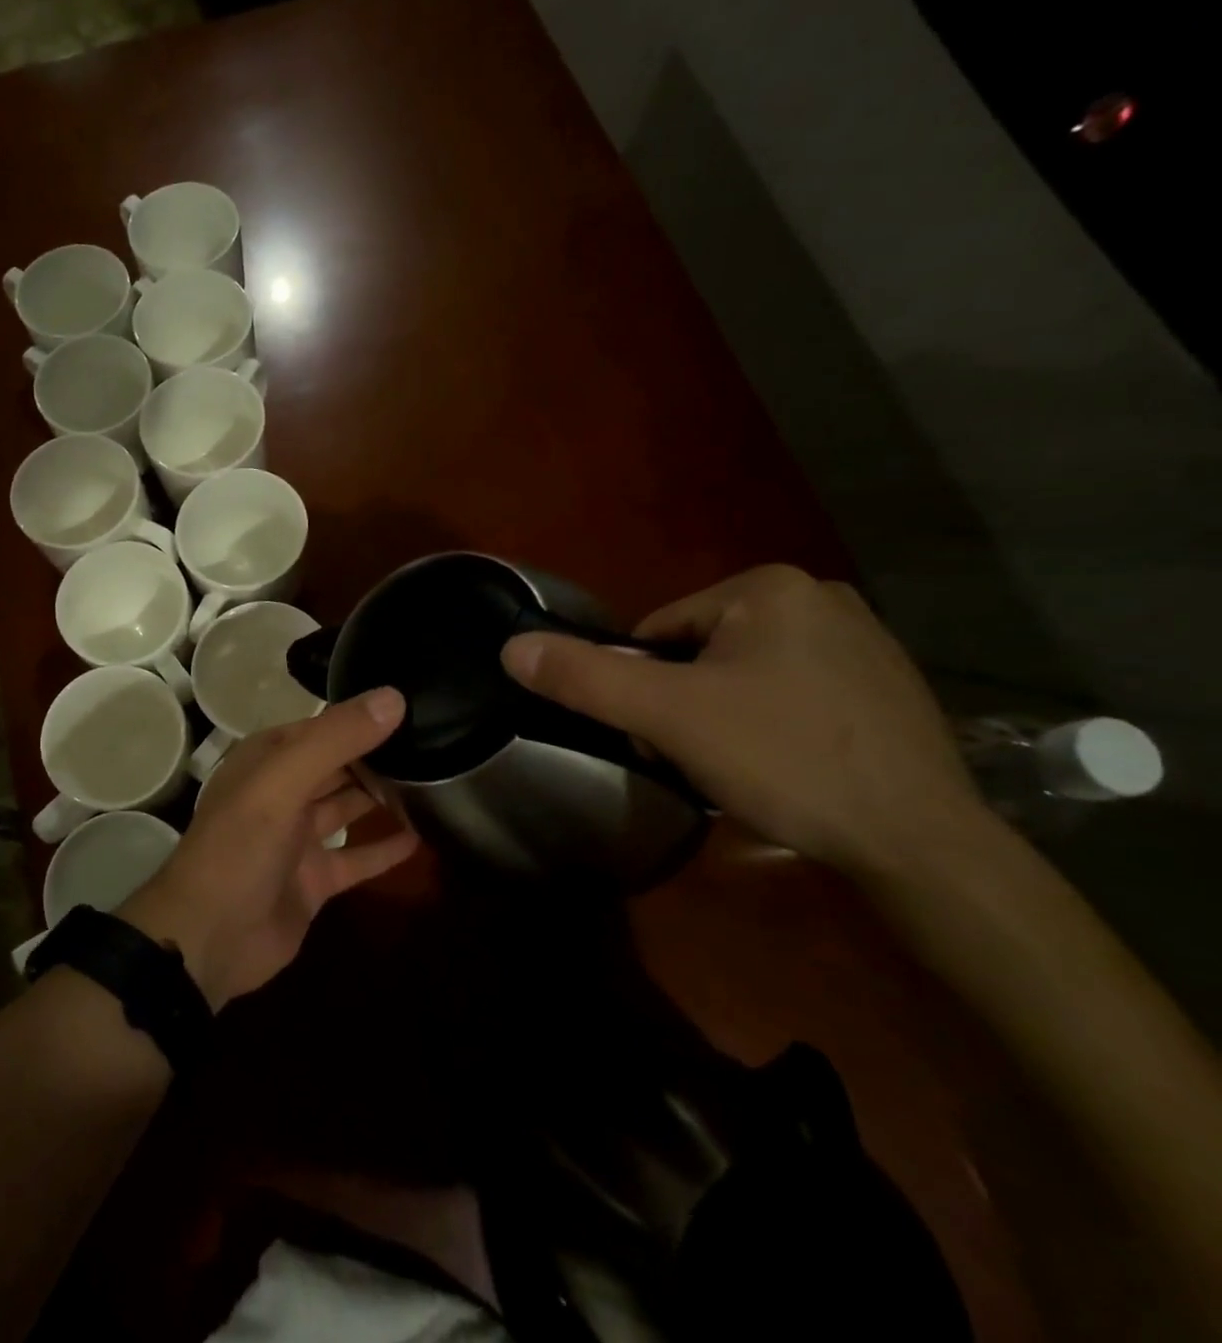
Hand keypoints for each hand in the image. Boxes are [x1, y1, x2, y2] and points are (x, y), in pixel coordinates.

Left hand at [116, 688, 420, 1010]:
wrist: (208, 939)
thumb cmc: (239, 847)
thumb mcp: (282, 782)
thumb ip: (335, 740)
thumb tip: (393, 698)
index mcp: (267, 760)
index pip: (323, 727)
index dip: (363, 718)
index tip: (415, 709)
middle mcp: (282, 792)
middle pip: (338, 766)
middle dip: (377, 757)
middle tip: (436, 744)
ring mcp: (297, 839)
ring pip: (347, 808)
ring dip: (382, 799)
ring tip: (435, 783)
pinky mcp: (313, 880)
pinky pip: (355, 858)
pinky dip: (383, 849)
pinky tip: (421, 838)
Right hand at [502, 565, 990, 876]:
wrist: (920, 844)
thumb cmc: (783, 758)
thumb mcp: (667, 716)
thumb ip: (585, 678)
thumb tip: (511, 647)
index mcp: (768, 586)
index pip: (659, 632)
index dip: (645, 687)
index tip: (662, 737)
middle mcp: (821, 597)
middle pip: (700, 652)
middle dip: (684, 703)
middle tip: (698, 757)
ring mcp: (863, 640)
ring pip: (743, 674)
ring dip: (721, 716)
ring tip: (741, 768)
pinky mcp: (886, 686)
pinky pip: (792, 693)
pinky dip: (770, 724)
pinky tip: (785, 766)